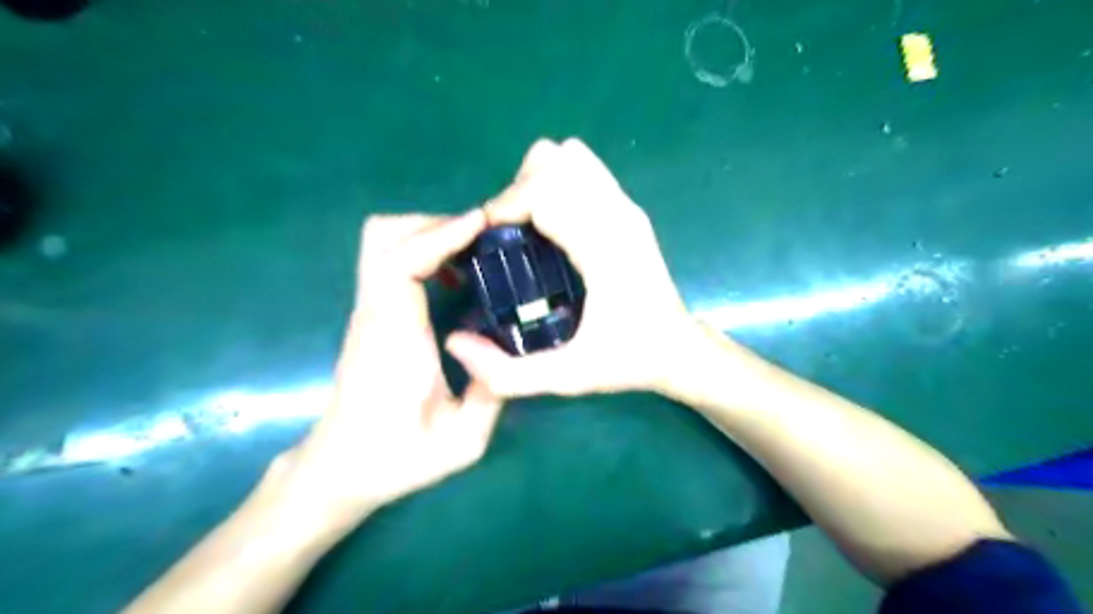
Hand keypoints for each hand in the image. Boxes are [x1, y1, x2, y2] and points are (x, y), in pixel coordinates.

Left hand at [266, 211, 504, 536]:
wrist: (341, 468)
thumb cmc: (398, 457)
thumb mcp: (462, 441)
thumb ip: (491, 394)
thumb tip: (505, 345)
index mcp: (395, 339)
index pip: (400, 265)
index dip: (440, 235)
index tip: (480, 225)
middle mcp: (375, 314)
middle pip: (382, 236)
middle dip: (434, 224)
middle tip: (480, 238)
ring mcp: (368, 311)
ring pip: (382, 242)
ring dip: (427, 233)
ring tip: (470, 251)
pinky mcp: (370, 315)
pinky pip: (389, 261)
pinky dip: (421, 251)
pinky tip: (452, 277)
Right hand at [445, 137, 709, 398]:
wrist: (679, 349)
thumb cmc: (629, 361)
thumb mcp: (568, 378)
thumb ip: (508, 374)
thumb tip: (455, 343)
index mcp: (606, 249)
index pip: (546, 191)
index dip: (505, 205)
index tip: (487, 240)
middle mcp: (618, 215)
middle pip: (553, 161)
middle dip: (517, 192)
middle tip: (507, 236)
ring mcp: (626, 206)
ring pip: (569, 156)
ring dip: (536, 182)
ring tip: (528, 226)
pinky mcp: (628, 207)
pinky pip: (584, 168)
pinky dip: (557, 180)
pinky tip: (552, 222)